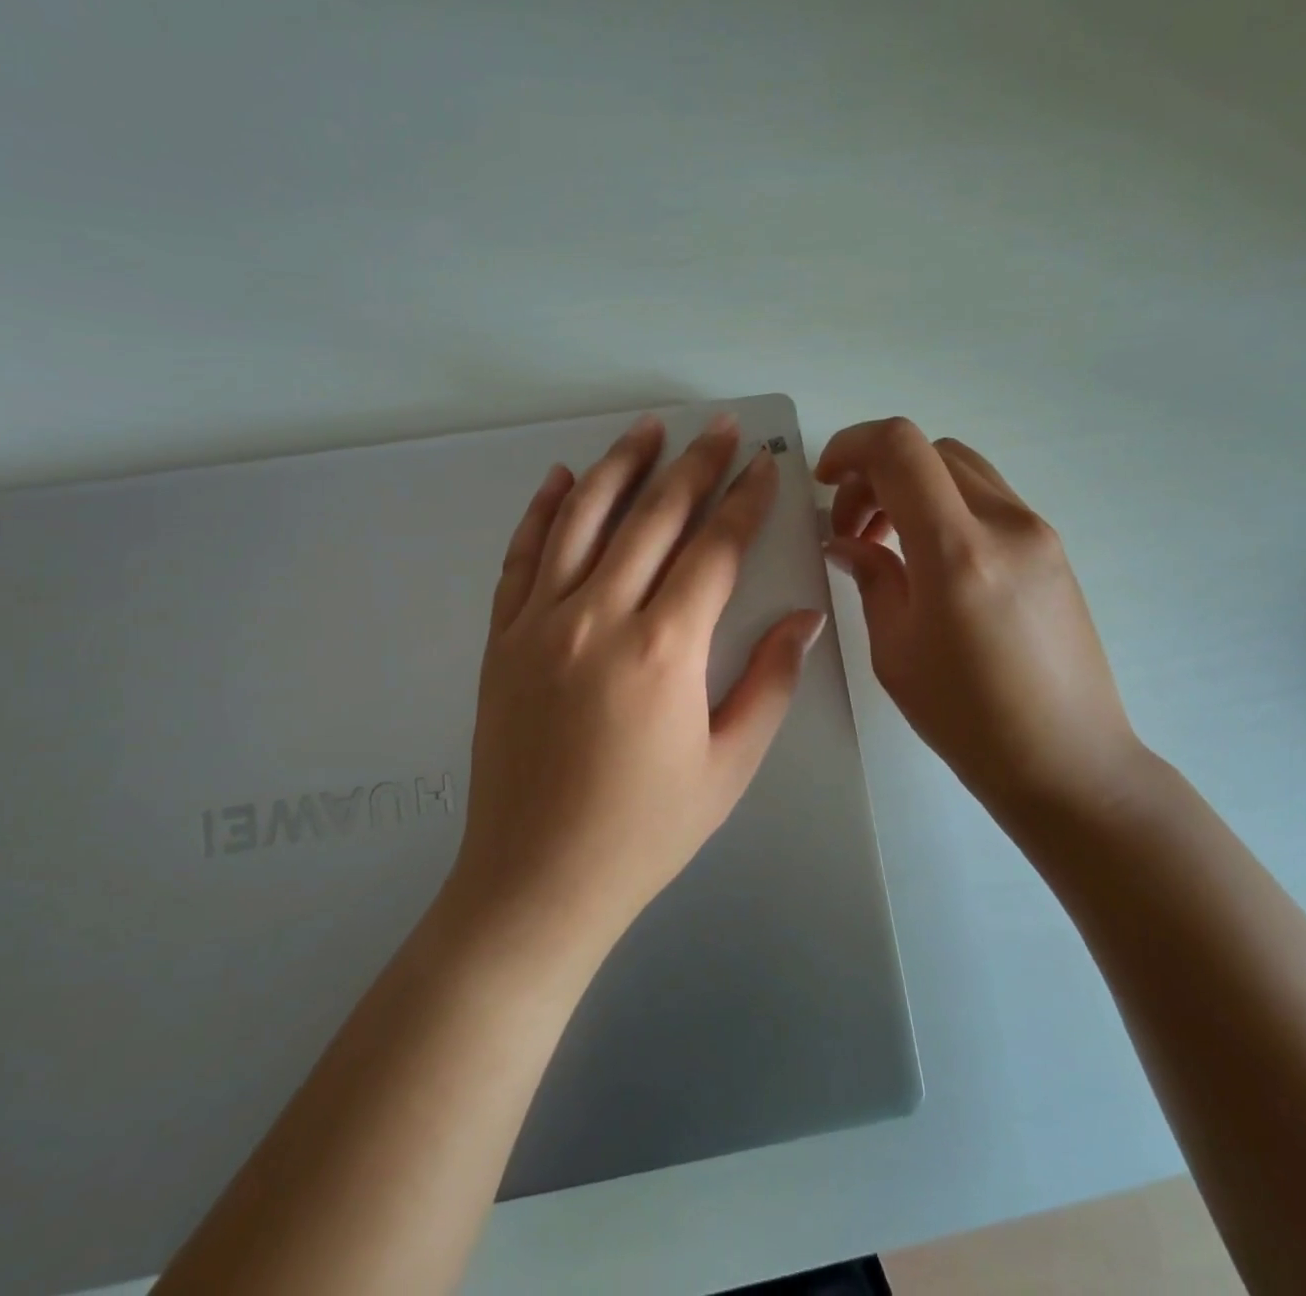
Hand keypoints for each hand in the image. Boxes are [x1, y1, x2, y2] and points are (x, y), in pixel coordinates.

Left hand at [450, 412, 826, 953]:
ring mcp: (540, 623)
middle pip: (654, 518)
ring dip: (619, 466)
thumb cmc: (646, 830)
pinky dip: (543, 511)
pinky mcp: (501, 639)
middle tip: (718, 427)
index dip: (746, 500)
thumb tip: (804, 618)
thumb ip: (770, 682)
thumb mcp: (729, 765)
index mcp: (665, 649)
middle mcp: (599, 617)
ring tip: (647, 428)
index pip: (715, 549)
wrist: (537, 878)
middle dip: (694, 466)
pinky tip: (561, 479)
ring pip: (583, 519)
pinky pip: (522, 557)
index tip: (765, 463)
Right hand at [816, 418, 1148, 830]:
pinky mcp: (1053, 549)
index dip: (851, 446)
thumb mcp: (896, 650)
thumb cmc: (968, 719)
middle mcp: (1005, 524)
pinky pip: (988, 498)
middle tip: (850, 527)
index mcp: (957, 551)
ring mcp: (1038, 532)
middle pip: (929, 450)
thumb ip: (872, 578)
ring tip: (887, 543)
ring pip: (961, 469)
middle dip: (875, 472)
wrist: (1068, 762)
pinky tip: (930, 560)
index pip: (900, 448)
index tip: (824, 482)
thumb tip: (847, 541)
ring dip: (912, 487)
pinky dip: (946, 505)